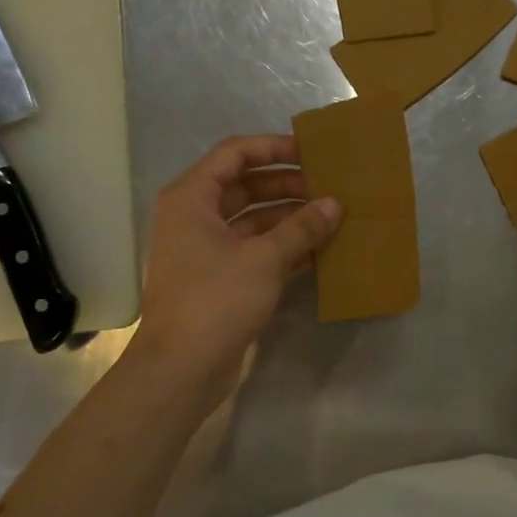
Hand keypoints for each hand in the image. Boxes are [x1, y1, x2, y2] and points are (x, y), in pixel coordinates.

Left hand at [133, 135, 339, 402]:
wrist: (181, 369)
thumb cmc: (216, 300)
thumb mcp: (264, 259)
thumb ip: (301, 227)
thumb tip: (334, 203)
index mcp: (192, 198)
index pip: (235, 154)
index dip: (273, 148)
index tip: (312, 152)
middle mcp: (195, 216)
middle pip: (246, 186)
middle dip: (287, 185)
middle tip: (330, 186)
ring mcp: (206, 249)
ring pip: (253, 219)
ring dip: (290, 217)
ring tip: (332, 216)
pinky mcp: (220, 277)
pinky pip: (255, 249)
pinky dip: (284, 246)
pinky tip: (320, 249)